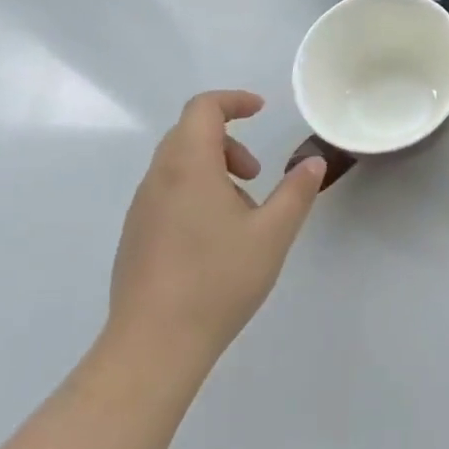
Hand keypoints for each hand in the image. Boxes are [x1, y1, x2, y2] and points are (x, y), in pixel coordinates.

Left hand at [104, 90, 325, 368]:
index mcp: (188, 166)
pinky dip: (195, 192)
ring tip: (242, 212)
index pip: (203, 108)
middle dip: (228, 140)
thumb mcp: (273, 234)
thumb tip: (313, 163)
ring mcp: (141, 209)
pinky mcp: (134, 236)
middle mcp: (158, 178)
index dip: (233, 100)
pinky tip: (215, 239)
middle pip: (189, 133)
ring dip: (212, 168)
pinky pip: (166, 192)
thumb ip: (296, 192)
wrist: (152, 347)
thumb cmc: (217, 281)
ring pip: (177, 164)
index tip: (261, 111)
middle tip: (256, 173)